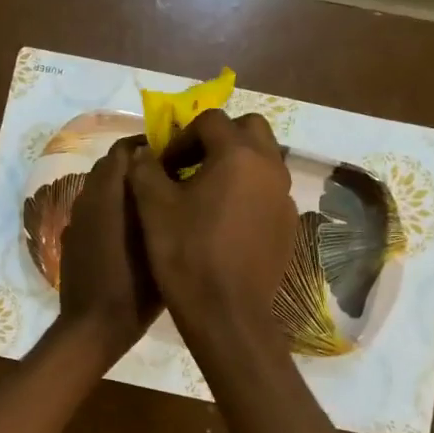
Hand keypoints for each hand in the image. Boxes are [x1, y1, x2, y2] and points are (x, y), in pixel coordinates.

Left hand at [57, 136, 162, 360]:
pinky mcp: (71, 239)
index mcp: (107, 195)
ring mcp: (76, 220)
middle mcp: (87, 200)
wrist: (93, 327)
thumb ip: (157, 203)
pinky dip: (108, 209)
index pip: (122, 151)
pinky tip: (129, 231)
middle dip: (135, 166)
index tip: (172, 155)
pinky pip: (92, 211)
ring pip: (99, 189)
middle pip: (109, 167)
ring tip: (153, 204)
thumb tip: (161, 175)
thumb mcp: (158, 243)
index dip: (145, 147)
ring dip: (121, 188)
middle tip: (166, 179)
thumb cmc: (134, 289)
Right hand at [127, 110, 295, 350]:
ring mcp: (284, 197)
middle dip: (219, 137)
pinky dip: (248, 191)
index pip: (210, 120)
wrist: (227, 313)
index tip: (164, 163)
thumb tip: (145, 153)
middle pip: (249, 129)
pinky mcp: (288, 224)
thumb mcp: (153, 207)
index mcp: (238, 155)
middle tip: (192, 163)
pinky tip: (224, 220)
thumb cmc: (186, 254)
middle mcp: (270, 167)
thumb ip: (145, 169)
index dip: (182, 135)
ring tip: (206, 191)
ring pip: (263, 159)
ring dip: (235, 163)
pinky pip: (268, 191)